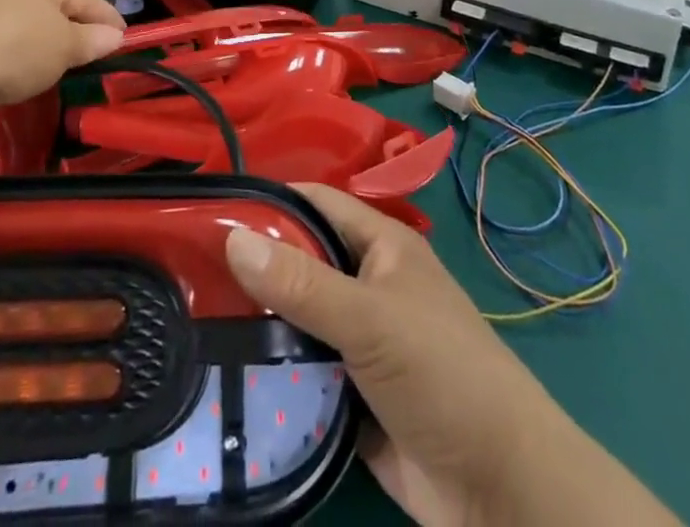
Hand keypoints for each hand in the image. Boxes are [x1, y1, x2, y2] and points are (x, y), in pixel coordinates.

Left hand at [0, 0, 124, 127]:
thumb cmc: (17, 48)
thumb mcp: (66, 46)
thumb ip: (93, 40)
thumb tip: (115, 36)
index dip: (108, 17)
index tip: (126, 38)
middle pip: (58, 9)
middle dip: (79, 30)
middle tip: (100, 55)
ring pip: (33, 28)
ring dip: (50, 47)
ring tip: (68, 69)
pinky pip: (11, 46)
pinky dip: (25, 59)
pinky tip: (30, 77)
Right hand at [224, 184, 675, 526]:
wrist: (502, 491)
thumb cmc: (442, 375)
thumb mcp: (369, 319)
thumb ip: (301, 282)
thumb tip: (232, 236)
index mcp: (380, 246)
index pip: (315, 203)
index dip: (268, 199)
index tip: (208, 207)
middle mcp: (368, 285)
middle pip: (301, 263)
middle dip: (254, 265)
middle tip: (186, 268)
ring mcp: (360, 343)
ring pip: (298, 320)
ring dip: (259, 324)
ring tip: (191, 318)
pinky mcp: (353, 398)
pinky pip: (304, 374)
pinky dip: (274, 374)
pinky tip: (225, 373)